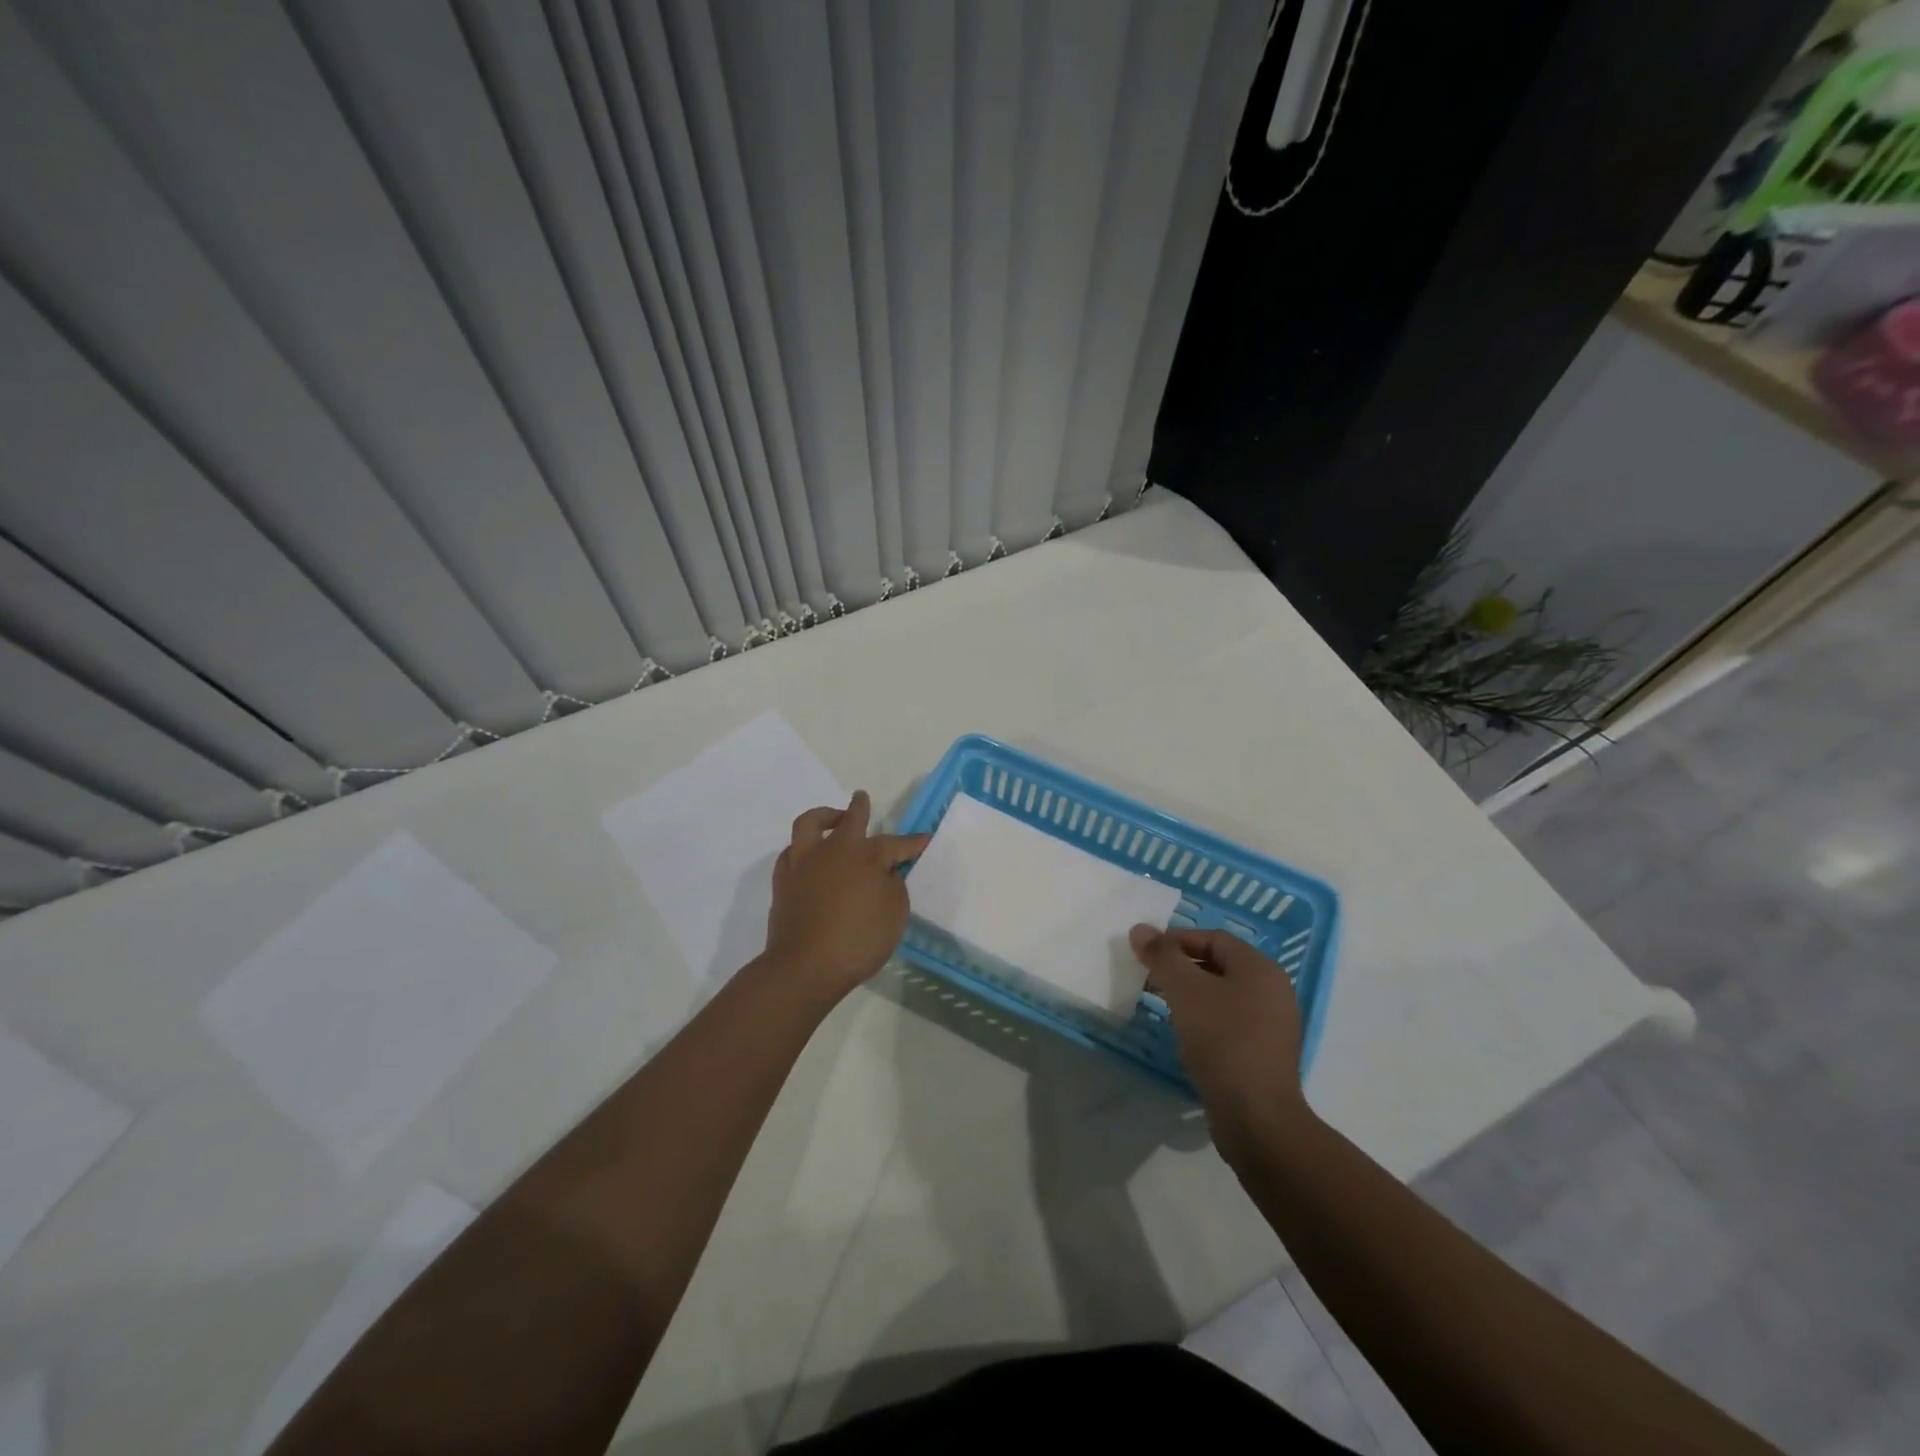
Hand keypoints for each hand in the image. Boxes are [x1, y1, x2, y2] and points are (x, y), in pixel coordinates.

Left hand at [764, 791, 928, 1005]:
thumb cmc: (858, 940)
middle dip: (860, 808)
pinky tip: (809, 857)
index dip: (912, 843)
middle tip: (862, 799)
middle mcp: (833, 850)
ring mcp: (804, 863)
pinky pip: (791, 852)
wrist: (805, 967)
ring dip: (824, 816)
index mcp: (865, 855)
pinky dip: (803, 848)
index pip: (895, 844)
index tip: (924, 839)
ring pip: (810, 824)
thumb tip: (885, 874)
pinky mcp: (783, 881)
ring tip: (832, 820)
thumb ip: (893, 886)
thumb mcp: (895, 914)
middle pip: (850, 819)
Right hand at [1129, 925, 1312, 1164]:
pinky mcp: (1264, 1056)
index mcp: (1261, 969)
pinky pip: (1229, 1024)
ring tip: (1161, 1006)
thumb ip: (1162, 956)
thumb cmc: (1223, 1041)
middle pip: (1219, 965)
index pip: (1214, 938)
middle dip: (1181, 968)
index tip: (1145, 953)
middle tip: (1149, 977)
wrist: (1257, 1119)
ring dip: (1190, 995)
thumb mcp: (1185, 991)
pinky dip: (1204, 1021)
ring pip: (1223, 996)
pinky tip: (1184, 1036)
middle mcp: (1273, 992)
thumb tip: (1140, 929)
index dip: (1177, 940)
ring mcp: (1272, 1026)